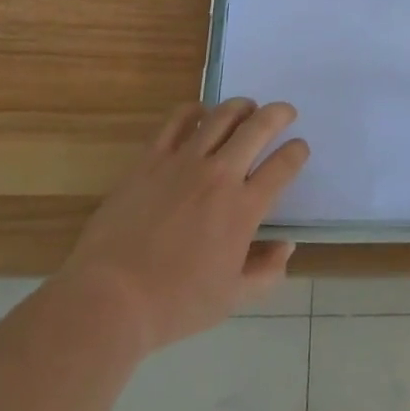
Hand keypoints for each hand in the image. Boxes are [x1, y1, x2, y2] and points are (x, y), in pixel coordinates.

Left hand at [59, 98, 308, 353]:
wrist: (110, 298)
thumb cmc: (175, 304)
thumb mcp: (231, 299)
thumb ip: (266, 272)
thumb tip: (285, 245)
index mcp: (243, 208)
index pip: (283, 165)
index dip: (297, 152)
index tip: (299, 149)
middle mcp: (219, 175)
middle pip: (258, 127)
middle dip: (279, 114)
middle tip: (285, 113)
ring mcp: (183, 161)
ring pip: (222, 115)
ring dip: (242, 106)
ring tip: (247, 109)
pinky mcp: (151, 157)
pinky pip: (177, 119)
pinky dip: (195, 109)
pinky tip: (200, 113)